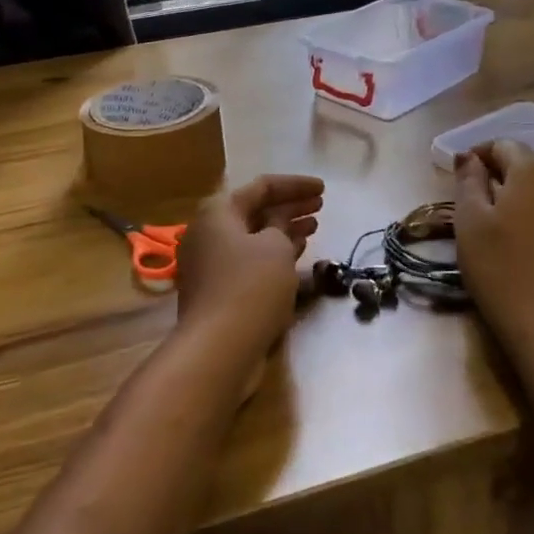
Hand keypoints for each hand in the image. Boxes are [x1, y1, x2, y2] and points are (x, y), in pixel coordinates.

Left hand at [173, 174, 323, 358]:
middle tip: (320, 207)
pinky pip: (250, 261)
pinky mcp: (218, 290)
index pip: (261, 186)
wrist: (218, 348)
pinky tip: (297, 256)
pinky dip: (273, 255)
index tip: (324, 189)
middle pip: (255, 211)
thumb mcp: (275, 248)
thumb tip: (277, 224)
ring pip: (253, 237)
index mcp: (218, 212)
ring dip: (284, 231)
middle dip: (289, 207)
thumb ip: (281, 226)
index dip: (295, 185)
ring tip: (314, 228)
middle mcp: (209, 232)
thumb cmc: (250, 286)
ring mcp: (211, 263)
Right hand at [455, 141, 533, 358]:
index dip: (476, 154)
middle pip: (523, 163)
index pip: (503, 144)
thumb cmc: (501, 267)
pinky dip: (528, 213)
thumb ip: (468, 180)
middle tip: (466, 201)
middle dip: (494, 174)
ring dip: (511, 195)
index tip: (456, 177)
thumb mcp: (470, 220)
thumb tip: (468, 156)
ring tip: (486, 222)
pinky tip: (512, 240)